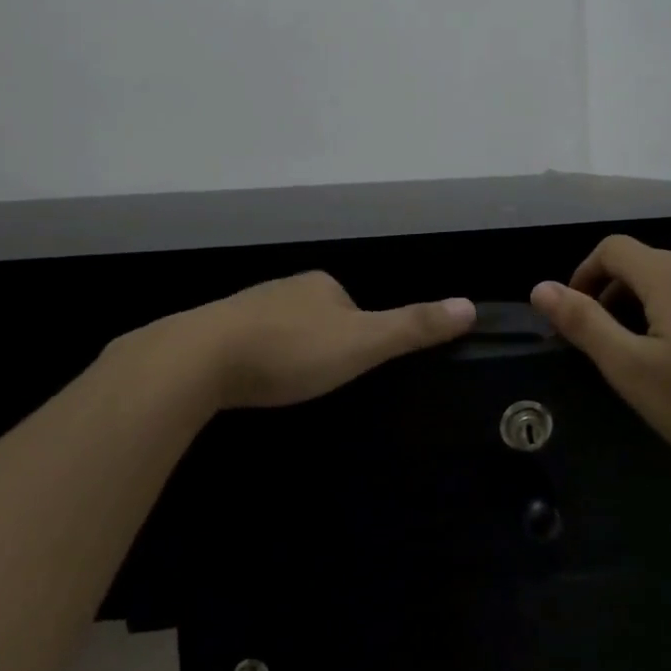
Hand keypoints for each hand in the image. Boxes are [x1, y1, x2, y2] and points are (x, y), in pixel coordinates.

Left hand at [141, 271, 476, 410]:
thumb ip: (412, 327)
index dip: (358, 333)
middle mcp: (283, 287)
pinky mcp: (213, 332)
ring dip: (285, 351)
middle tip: (320, 381)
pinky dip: (254, 359)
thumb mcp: (362, 343)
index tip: (354, 365)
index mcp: (320, 284)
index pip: (351, 303)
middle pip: (315, 315)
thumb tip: (469, 305)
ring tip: (285, 385)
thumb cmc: (291, 350)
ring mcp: (244, 307)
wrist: (200, 359)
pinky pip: (245, 343)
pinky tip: (250, 382)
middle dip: (320, 342)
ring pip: (278, 328)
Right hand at [530, 235, 670, 473]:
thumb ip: (584, 323)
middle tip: (619, 339)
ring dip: (667, 297)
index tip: (579, 310)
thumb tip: (540, 287)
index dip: (587, 273)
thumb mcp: (632, 370)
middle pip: (651, 262)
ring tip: (668, 343)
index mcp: (669, 275)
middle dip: (623, 291)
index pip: (613, 249)